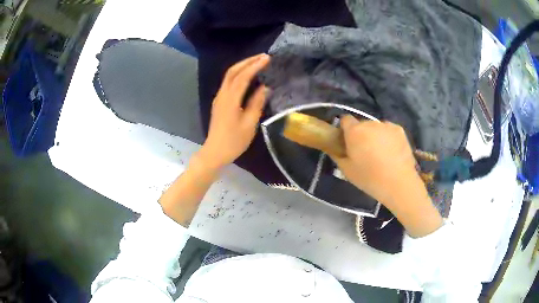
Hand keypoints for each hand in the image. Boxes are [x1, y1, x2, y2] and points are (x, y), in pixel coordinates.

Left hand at [198, 53, 269, 168]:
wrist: (215, 152)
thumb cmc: (234, 141)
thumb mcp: (249, 124)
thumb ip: (257, 103)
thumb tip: (265, 88)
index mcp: (230, 99)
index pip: (243, 76)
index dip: (255, 66)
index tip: (267, 59)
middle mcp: (222, 94)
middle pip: (233, 71)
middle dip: (248, 61)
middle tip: (263, 56)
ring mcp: (219, 98)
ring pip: (229, 75)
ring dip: (242, 66)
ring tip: (257, 62)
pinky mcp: (219, 102)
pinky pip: (228, 82)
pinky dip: (238, 74)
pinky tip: (247, 76)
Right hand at [332, 115, 417, 203]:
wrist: (399, 183)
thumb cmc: (370, 179)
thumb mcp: (347, 171)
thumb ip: (337, 155)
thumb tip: (334, 147)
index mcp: (354, 131)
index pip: (345, 119)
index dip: (345, 129)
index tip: (347, 141)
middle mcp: (370, 123)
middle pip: (362, 125)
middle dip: (361, 134)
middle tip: (364, 152)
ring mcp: (386, 125)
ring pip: (376, 128)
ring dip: (375, 136)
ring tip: (381, 154)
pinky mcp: (399, 130)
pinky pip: (388, 130)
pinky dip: (388, 138)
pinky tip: (392, 152)